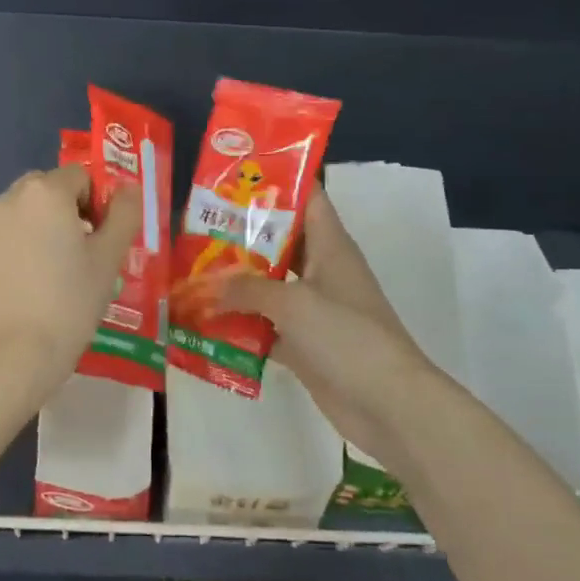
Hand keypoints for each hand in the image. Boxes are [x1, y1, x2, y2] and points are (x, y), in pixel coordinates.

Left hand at [0, 164, 141, 390]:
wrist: (13, 354)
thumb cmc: (68, 301)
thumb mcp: (108, 258)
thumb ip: (124, 215)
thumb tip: (129, 189)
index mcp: (45, 191)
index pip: (83, 176)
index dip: (102, 203)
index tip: (109, 240)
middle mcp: (12, 197)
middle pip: (55, 190)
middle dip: (77, 213)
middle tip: (93, 254)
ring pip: (35, 212)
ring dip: (56, 229)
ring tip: (71, 272)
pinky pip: (18, 234)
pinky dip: (35, 245)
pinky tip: (46, 282)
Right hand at [221, 192, 439, 461]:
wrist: (388, 405)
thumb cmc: (347, 338)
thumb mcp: (293, 303)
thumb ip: (247, 288)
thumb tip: (206, 284)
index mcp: (330, 247)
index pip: (307, 199)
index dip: (277, 182)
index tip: (234, 175)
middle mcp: (322, 272)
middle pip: (279, 241)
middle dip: (240, 234)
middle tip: (195, 225)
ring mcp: (313, 310)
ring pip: (269, 285)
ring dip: (235, 282)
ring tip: (191, 270)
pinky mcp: (305, 345)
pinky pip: (266, 325)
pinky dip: (240, 323)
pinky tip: (205, 321)